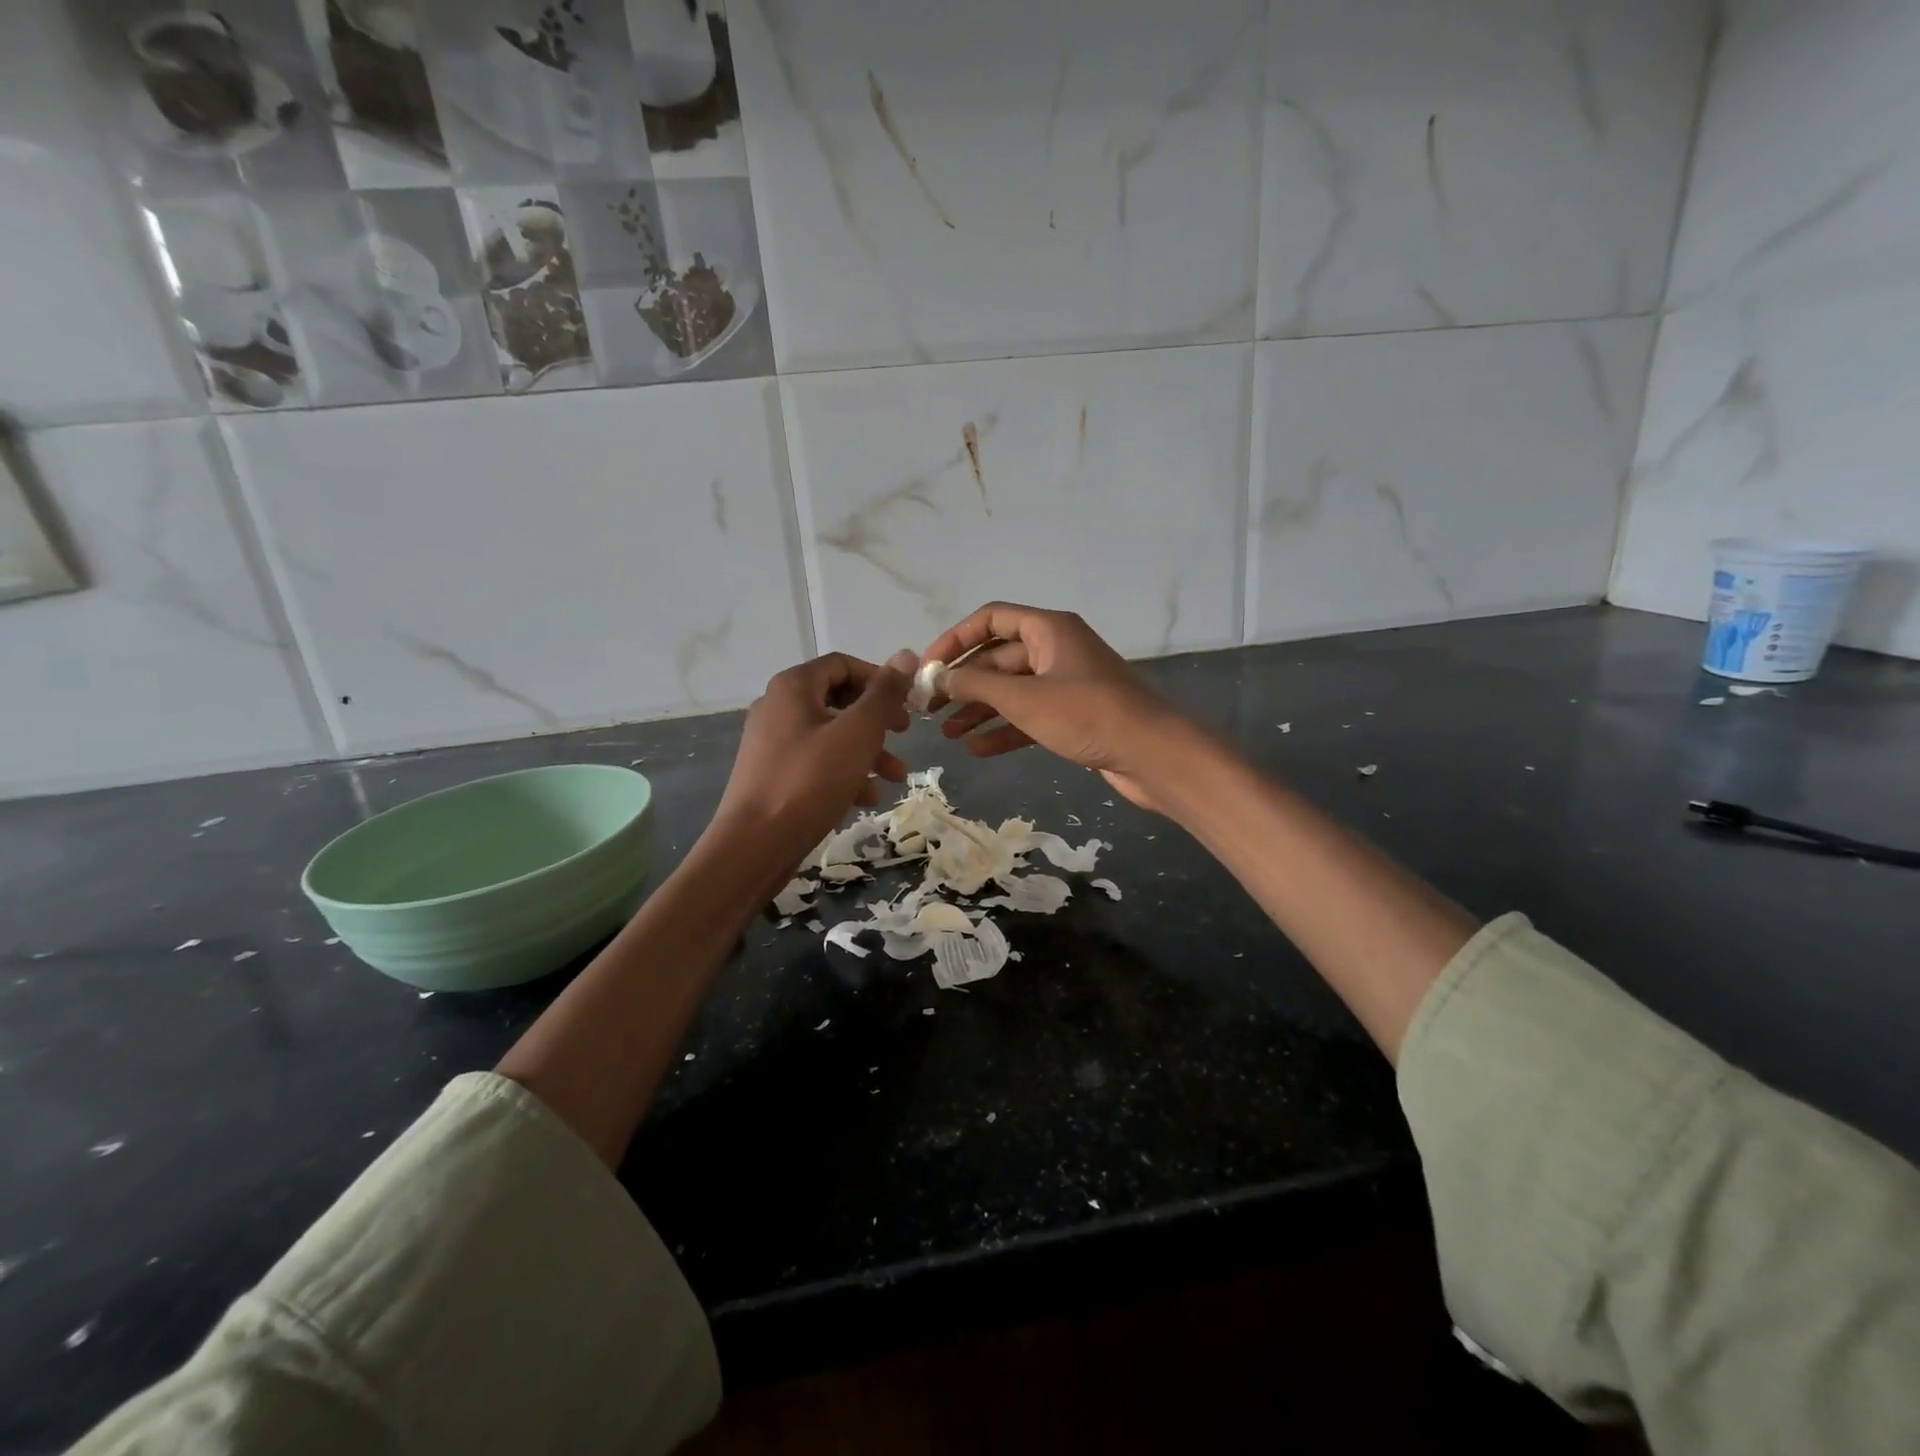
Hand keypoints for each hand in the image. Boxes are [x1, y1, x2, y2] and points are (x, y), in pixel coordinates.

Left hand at [713, 651, 915, 860]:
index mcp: (793, 687)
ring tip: (895, 778)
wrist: (755, 844)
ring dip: (867, 752)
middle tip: (904, 735)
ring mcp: (772, 743)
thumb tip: (906, 655)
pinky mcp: (773, 775)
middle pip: (838, 701)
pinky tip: (865, 798)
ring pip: (831, 736)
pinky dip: (844, 773)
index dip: (879, 679)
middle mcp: (778, 708)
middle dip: (877, 720)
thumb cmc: (811, 780)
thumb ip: (884, 693)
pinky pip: (816, 763)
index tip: (906, 704)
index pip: (843, 665)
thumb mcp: (858, 732)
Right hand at [923, 604, 1188, 812]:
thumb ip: (976, 685)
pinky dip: (1004, 729)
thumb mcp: (1025, 698)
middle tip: (929, 708)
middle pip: (998, 657)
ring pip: (1012, 690)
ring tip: (946, 733)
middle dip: (964, 682)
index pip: (991, 619)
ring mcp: (1066, 683)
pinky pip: (1029, 716)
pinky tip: (977, 749)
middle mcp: (1056, 649)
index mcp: (1049, 629)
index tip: (928, 667)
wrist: (1152, 755)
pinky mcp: (1073, 715)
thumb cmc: (1087, 715)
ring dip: (979, 709)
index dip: (955, 639)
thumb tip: (937, 678)